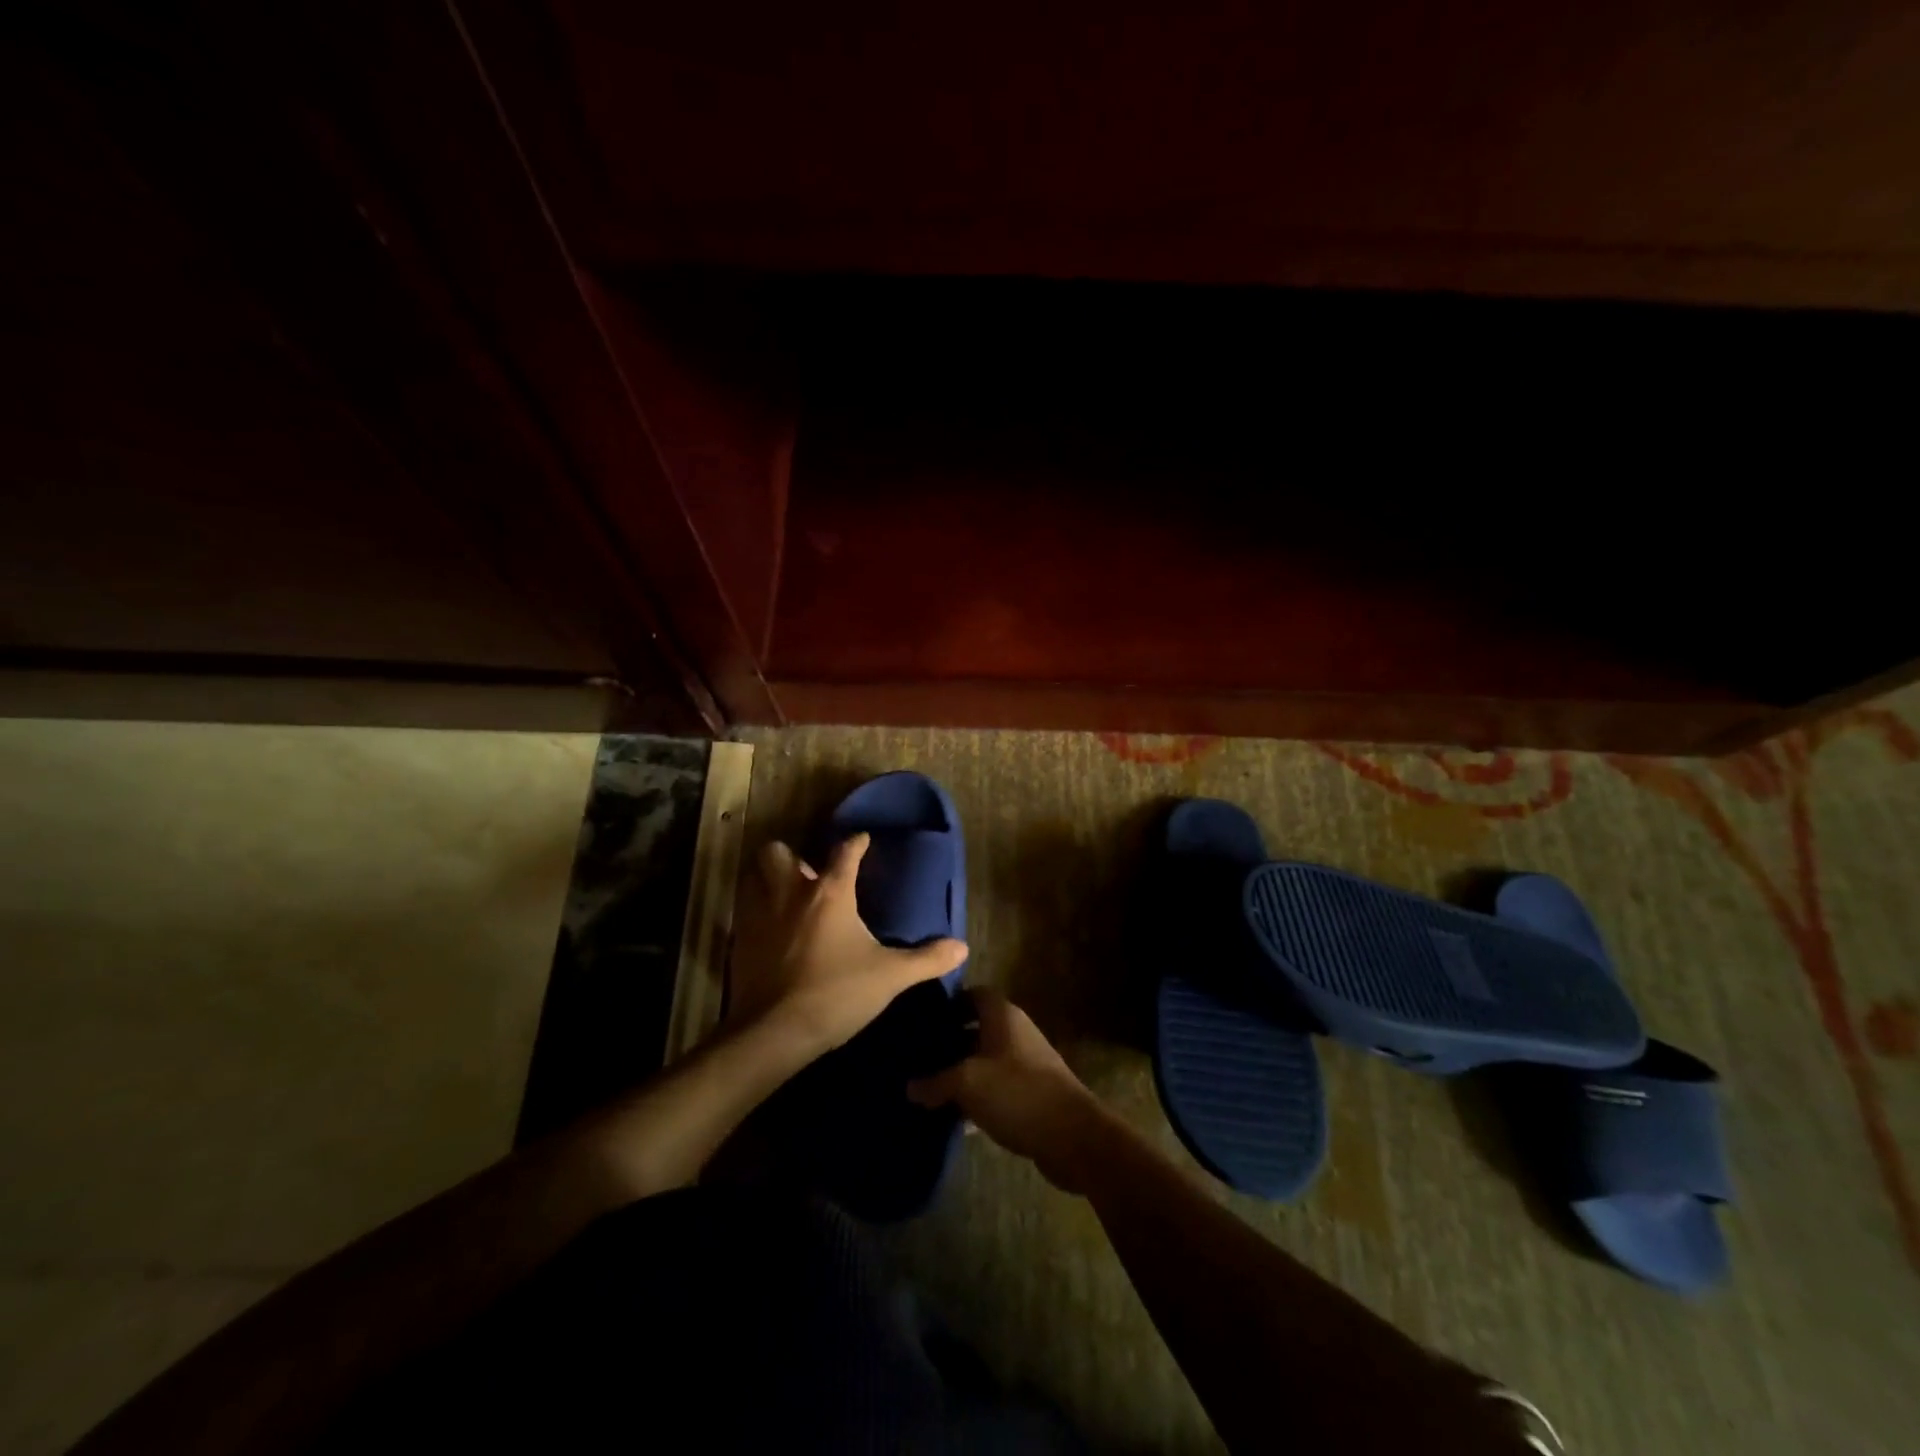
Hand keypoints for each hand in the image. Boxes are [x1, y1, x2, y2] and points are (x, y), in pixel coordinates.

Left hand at [728, 834, 966, 1057]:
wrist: (775, 1032)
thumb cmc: (837, 994)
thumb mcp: (889, 977)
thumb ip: (926, 959)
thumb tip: (962, 947)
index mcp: (831, 893)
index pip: (846, 852)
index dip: (857, 844)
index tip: (863, 840)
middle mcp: (791, 893)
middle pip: (779, 853)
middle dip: (792, 856)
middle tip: (808, 875)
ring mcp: (760, 914)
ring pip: (754, 876)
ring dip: (767, 879)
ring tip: (785, 896)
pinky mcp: (740, 940)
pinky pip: (744, 911)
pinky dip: (755, 911)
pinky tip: (769, 930)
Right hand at [907, 989, 1108, 1192]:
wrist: (1073, 1136)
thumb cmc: (1017, 1093)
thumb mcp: (967, 1083)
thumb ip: (936, 1082)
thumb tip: (910, 1087)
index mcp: (1003, 1016)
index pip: (974, 994)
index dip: (950, 1002)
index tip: (923, 1018)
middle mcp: (1016, 1032)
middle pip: (978, 1027)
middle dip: (950, 1040)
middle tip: (919, 1055)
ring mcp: (1027, 1063)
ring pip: (987, 1060)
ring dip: (963, 1071)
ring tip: (930, 1086)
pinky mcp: (1032, 1093)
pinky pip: (997, 1086)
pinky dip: (979, 1096)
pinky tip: (957, 1116)